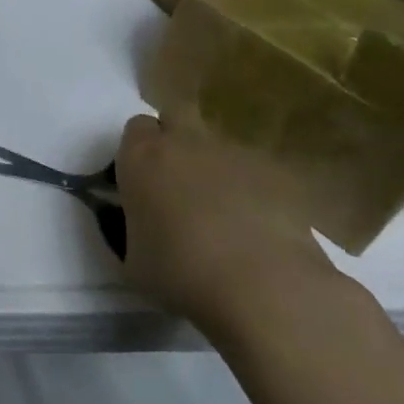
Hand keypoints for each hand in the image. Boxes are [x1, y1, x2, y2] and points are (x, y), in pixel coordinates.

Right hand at [117, 114, 340, 331]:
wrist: (264, 287)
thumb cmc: (181, 273)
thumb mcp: (131, 261)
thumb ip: (126, 231)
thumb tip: (136, 224)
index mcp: (142, 156)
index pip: (135, 128)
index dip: (138, 150)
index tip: (141, 181)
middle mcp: (185, 141)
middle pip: (176, 115)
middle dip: (174, 138)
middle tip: (176, 182)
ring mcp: (234, 153)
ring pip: (217, 144)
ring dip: (213, 166)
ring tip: (221, 213)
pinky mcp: (276, 174)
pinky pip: (254, 172)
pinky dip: (251, 190)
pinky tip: (256, 227)